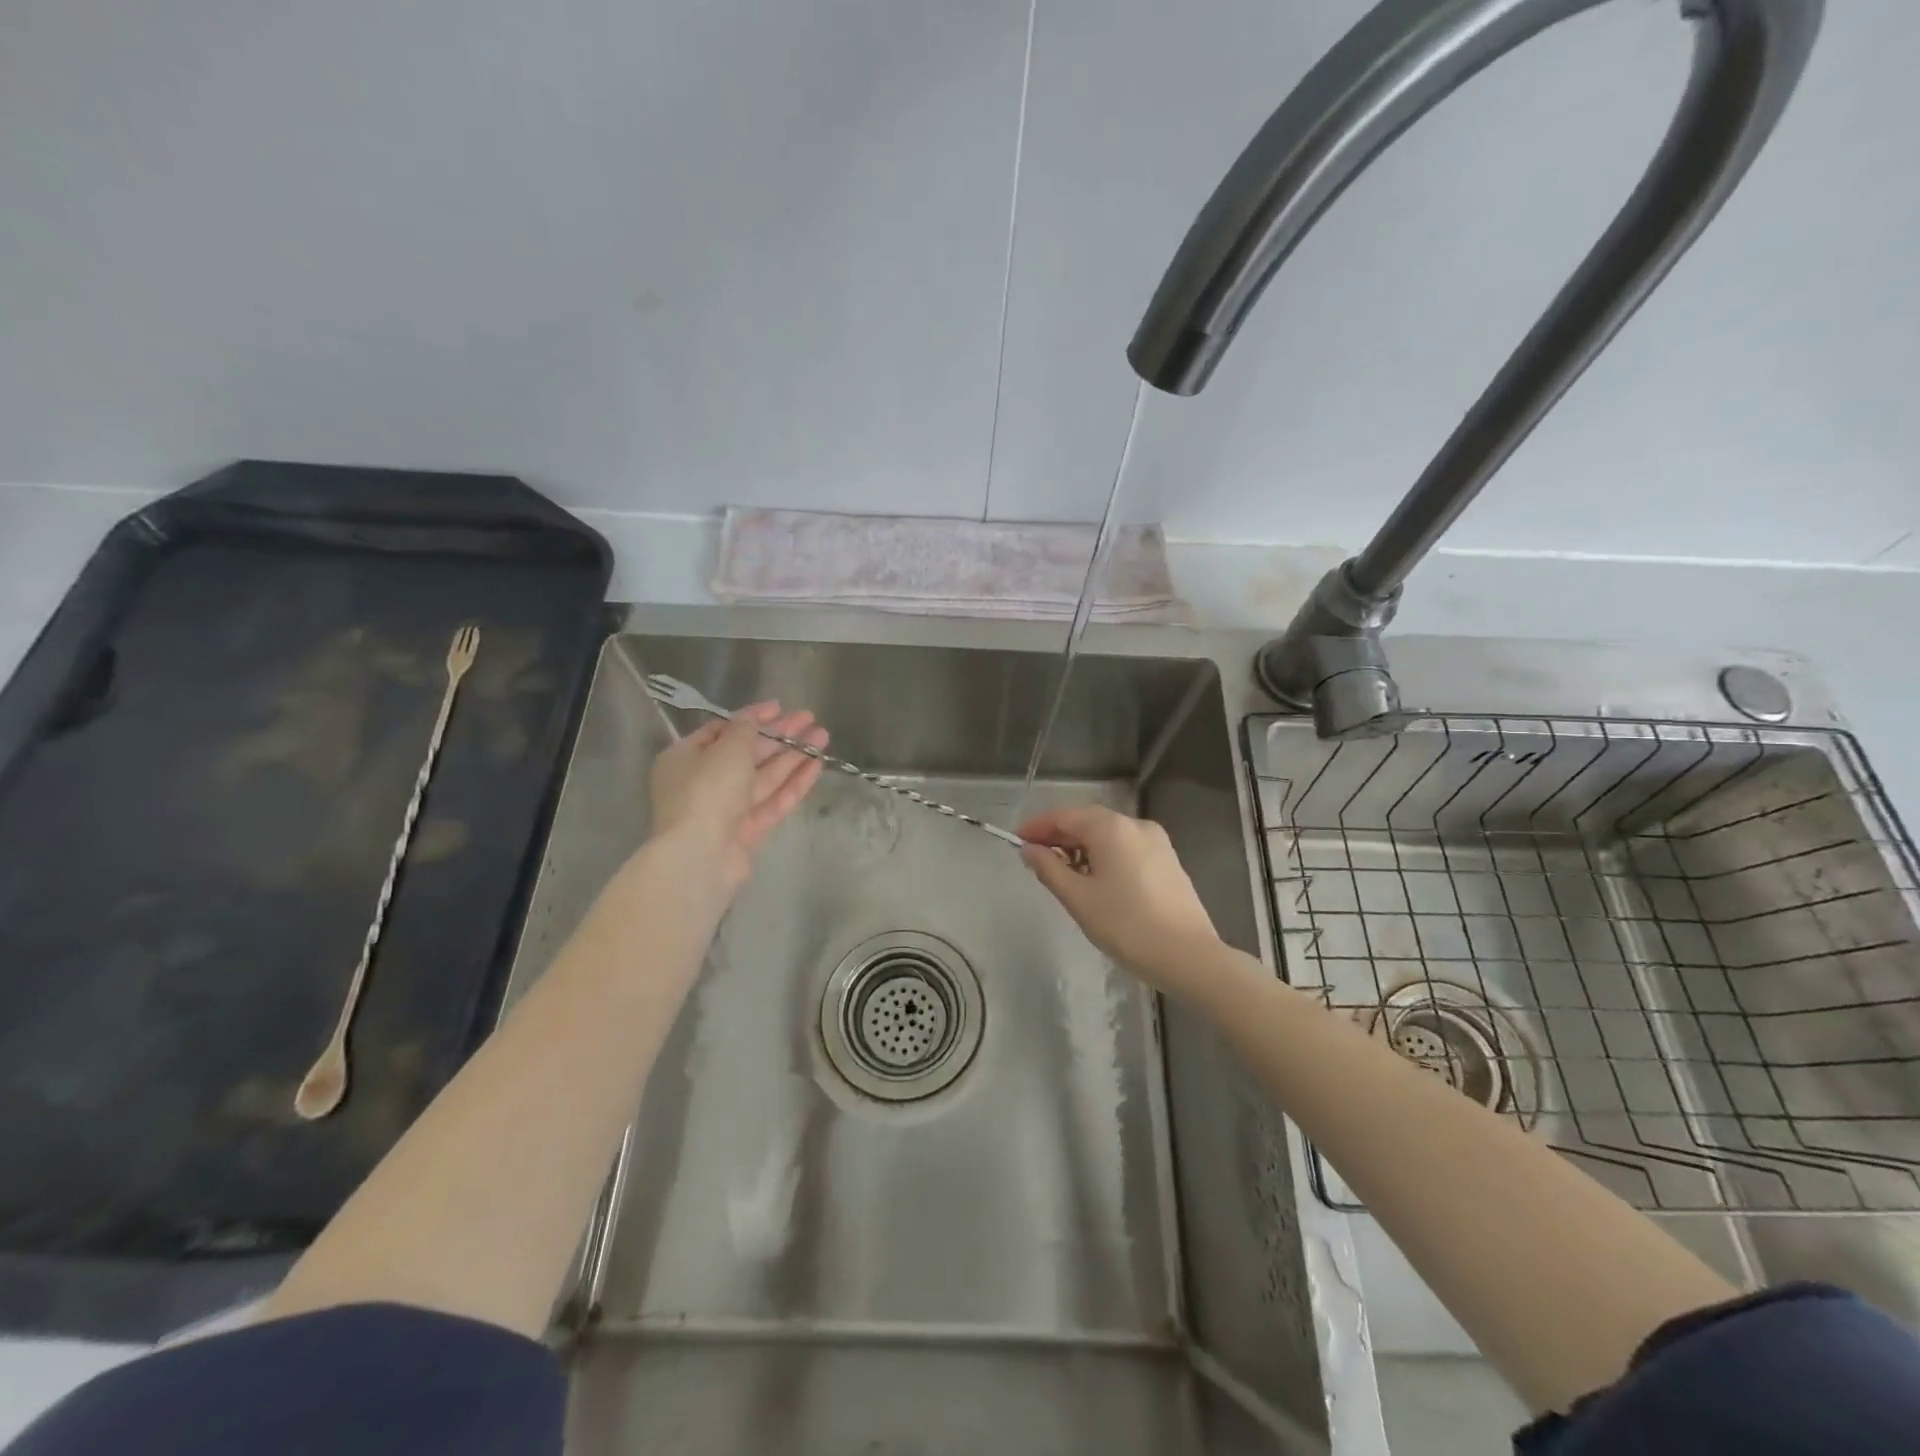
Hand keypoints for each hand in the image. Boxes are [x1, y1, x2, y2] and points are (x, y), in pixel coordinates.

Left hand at [649, 702, 826, 892]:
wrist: (700, 855)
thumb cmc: (706, 790)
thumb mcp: (726, 748)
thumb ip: (745, 729)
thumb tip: (753, 719)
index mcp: (685, 758)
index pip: (721, 731)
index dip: (752, 718)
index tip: (779, 707)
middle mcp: (703, 782)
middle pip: (747, 754)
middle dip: (779, 736)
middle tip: (809, 719)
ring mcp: (726, 810)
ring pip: (764, 777)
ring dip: (793, 756)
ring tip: (822, 737)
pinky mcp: (747, 832)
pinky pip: (773, 801)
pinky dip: (794, 783)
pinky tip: (816, 765)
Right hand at [1019, 805, 1219, 996]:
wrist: (1188, 956)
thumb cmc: (1127, 926)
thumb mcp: (1079, 899)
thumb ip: (1049, 869)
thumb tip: (1030, 850)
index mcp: (1112, 828)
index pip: (1065, 816)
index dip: (1038, 826)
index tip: (1017, 840)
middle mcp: (1135, 825)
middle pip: (1088, 821)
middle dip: (1059, 836)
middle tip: (1035, 857)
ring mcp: (1156, 842)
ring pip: (1108, 835)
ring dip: (1082, 846)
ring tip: (1062, 872)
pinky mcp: (1167, 861)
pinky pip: (1126, 847)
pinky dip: (1104, 855)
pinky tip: (1094, 879)